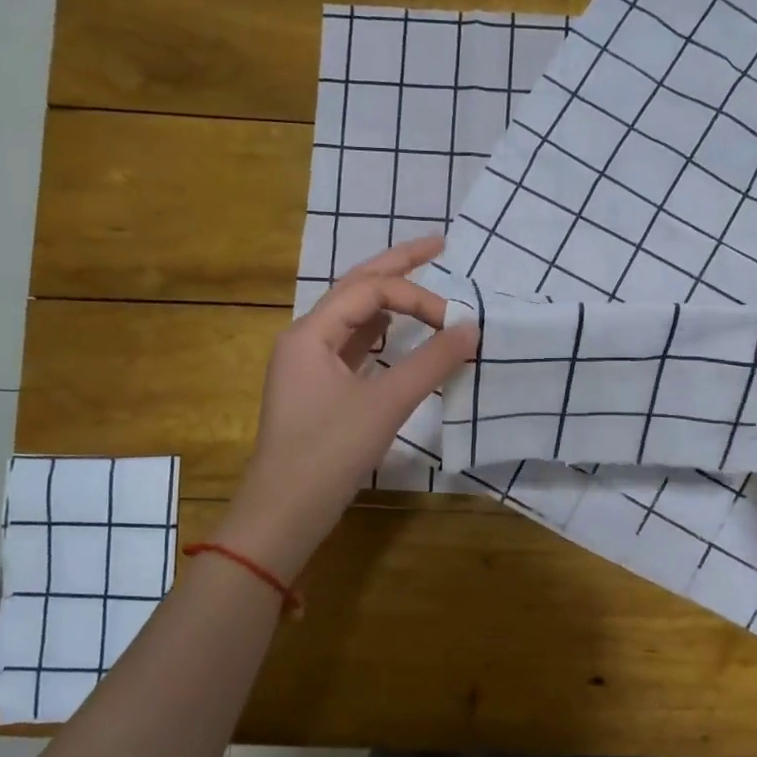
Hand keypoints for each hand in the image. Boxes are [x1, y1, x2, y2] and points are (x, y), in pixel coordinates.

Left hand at [216, 238, 477, 578]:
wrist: (284, 512)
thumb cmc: (329, 453)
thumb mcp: (386, 404)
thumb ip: (431, 362)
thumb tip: (472, 327)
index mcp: (311, 332)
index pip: (370, 291)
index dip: (418, 297)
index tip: (456, 322)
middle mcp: (306, 339)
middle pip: (356, 289)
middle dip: (398, 266)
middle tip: (440, 244)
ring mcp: (309, 365)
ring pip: (354, 318)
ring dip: (389, 298)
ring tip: (422, 281)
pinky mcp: (319, 390)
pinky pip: (354, 346)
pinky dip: (381, 333)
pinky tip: (398, 333)